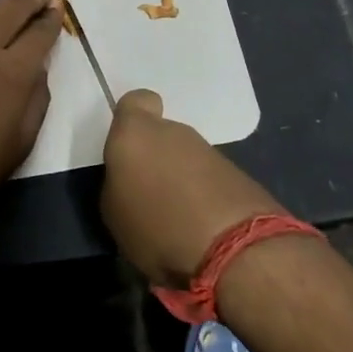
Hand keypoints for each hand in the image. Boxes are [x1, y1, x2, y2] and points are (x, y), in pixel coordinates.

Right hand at [101, 89, 284, 286]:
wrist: (235, 251)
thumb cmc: (156, 226)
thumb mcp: (113, 213)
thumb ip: (117, 184)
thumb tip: (129, 181)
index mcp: (136, 133)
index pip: (136, 100)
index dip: (132, 119)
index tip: (129, 146)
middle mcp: (174, 132)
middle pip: (161, 134)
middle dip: (156, 158)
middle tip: (148, 195)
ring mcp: (210, 151)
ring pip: (186, 158)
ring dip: (180, 180)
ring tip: (175, 219)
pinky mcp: (239, 175)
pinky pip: (210, 179)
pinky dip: (204, 197)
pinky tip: (202, 228)